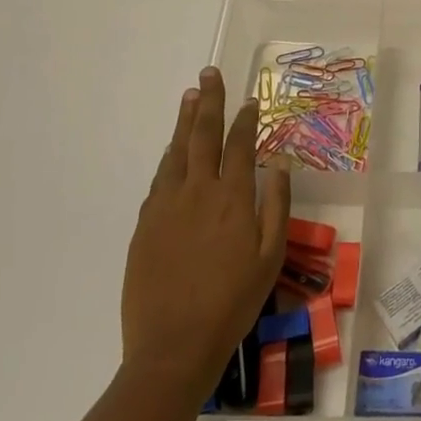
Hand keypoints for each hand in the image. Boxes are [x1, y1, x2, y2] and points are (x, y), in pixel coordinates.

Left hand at [123, 67, 289, 391]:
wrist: (173, 347)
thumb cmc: (232, 303)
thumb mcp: (270, 256)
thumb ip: (276, 204)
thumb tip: (277, 162)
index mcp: (232, 198)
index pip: (239, 144)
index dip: (245, 118)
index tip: (249, 99)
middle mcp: (197, 192)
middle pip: (202, 135)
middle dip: (208, 101)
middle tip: (209, 73)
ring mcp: (165, 207)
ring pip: (176, 152)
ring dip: (184, 121)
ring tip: (190, 96)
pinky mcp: (144, 225)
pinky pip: (159, 179)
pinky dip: (168, 157)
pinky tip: (172, 150)